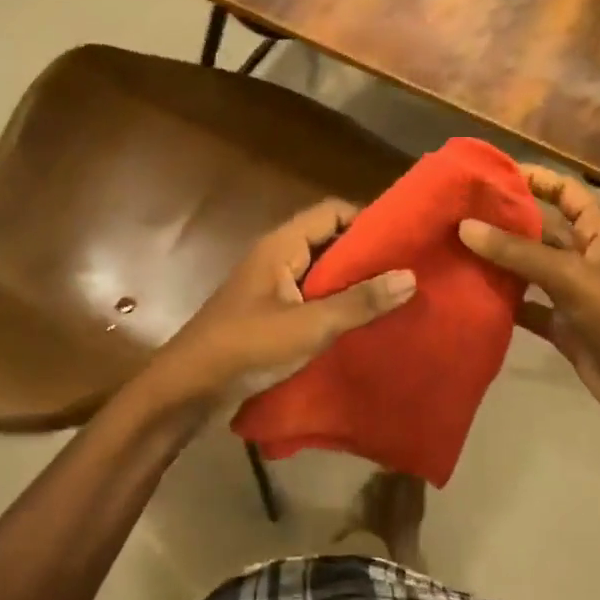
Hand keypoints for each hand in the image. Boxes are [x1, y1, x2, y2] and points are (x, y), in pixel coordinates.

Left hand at [142, 199, 415, 411]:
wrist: (188, 388)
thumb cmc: (246, 346)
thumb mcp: (309, 326)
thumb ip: (359, 302)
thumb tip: (411, 276)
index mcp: (282, 246)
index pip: (332, 211)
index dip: (368, 219)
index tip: (404, 239)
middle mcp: (278, 257)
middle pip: (330, 240)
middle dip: (367, 253)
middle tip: (409, 270)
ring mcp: (273, 286)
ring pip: (322, 271)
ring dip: (353, 282)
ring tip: (395, 296)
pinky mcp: (271, 313)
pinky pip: (312, 296)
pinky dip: (337, 303)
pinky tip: (363, 322)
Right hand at [458, 167, 599, 483]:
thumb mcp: (570, 276)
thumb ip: (518, 252)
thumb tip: (465, 226)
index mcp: (598, 233)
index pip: (566, 192)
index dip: (535, 178)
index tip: (492, 173)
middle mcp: (584, 258)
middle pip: (541, 230)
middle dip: (505, 220)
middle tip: (458, 212)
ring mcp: (573, 294)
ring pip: (529, 269)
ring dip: (499, 261)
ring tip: (454, 248)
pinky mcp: (563, 327)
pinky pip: (528, 308)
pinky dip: (504, 303)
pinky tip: (470, 295)